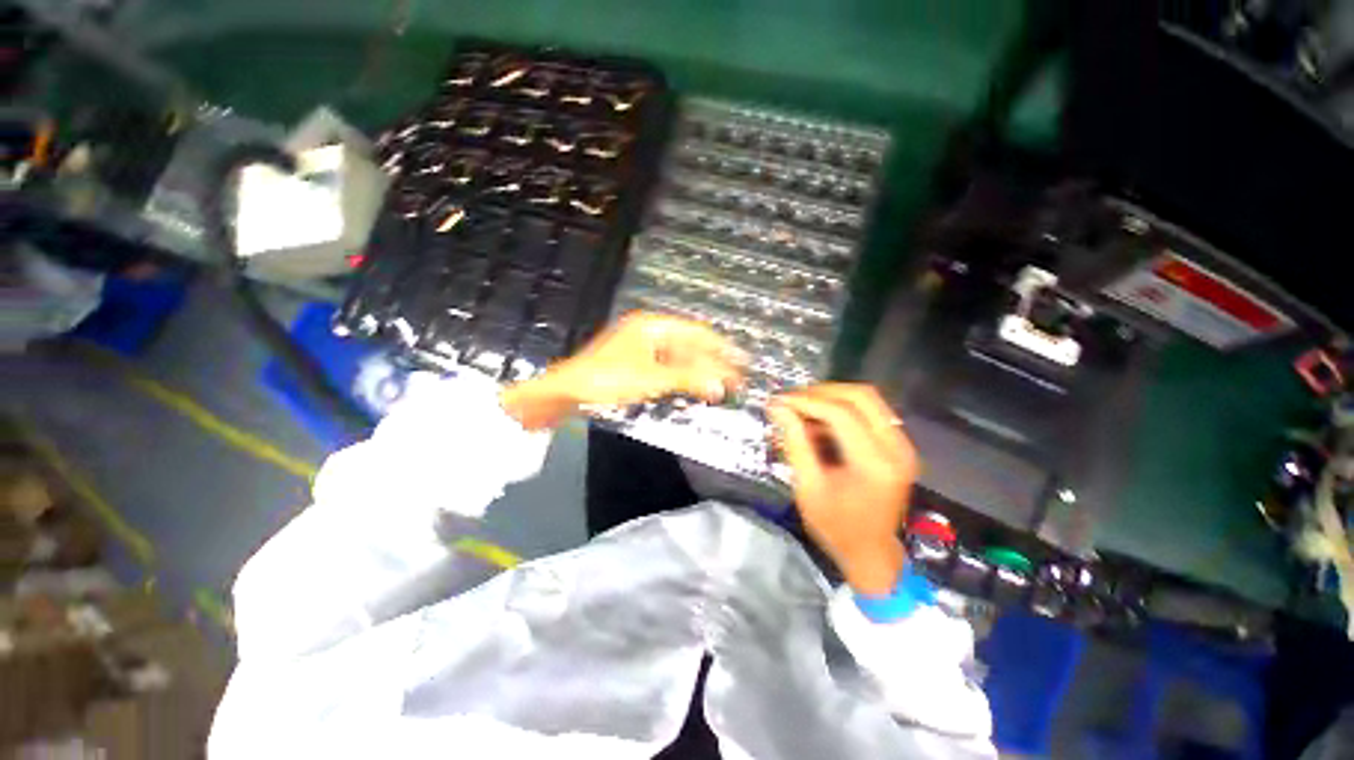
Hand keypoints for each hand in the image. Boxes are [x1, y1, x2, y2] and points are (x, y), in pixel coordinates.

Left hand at [501, 312, 743, 429]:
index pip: (696, 333)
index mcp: (653, 326)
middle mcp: (649, 333)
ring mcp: (641, 349)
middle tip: (736, 380)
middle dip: (712, 363)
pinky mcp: (635, 365)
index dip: (721, 347)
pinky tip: (695, 389)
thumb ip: (688, 379)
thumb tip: (721, 386)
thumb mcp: (651, 378)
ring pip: (679, 359)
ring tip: (720, 387)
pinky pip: (666, 369)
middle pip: (689, 346)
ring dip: (698, 373)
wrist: (567, 393)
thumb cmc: (608, 379)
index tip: (742, 360)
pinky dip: (682, 379)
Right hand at [767, 383, 916, 595]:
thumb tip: (778, 407)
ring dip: (832, 397)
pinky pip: (871, 411)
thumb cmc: (835, 527)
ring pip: (867, 399)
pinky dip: (842, 409)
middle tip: (792, 400)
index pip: (841, 414)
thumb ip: (794, 442)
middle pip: (861, 396)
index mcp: (875, 465)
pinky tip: (820, 422)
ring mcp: (903, 445)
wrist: (871, 552)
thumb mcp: (808, 487)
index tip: (779, 400)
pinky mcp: (899, 445)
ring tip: (802, 408)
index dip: (807, 401)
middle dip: (821, 391)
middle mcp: (897, 448)